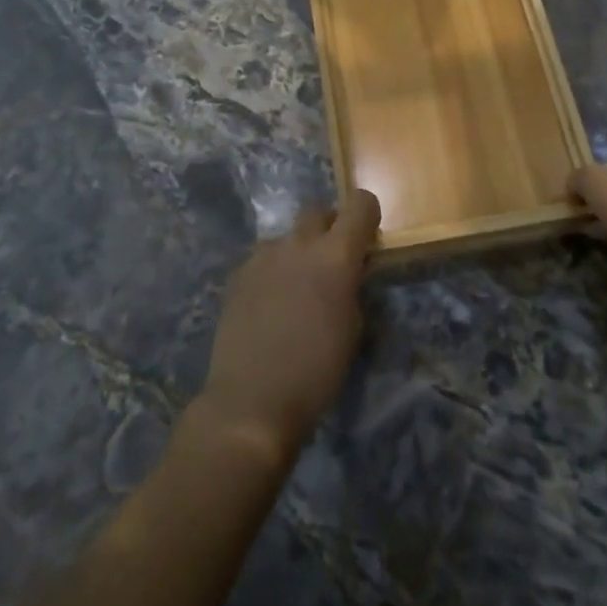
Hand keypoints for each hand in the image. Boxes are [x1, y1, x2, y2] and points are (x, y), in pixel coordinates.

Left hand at [196, 190, 380, 465]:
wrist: (251, 401)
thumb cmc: (316, 372)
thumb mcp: (353, 330)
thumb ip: (353, 288)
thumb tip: (350, 273)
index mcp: (335, 255)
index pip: (360, 205)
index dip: (367, 214)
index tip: (368, 235)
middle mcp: (299, 244)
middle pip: (317, 210)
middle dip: (329, 226)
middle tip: (332, 258)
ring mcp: (263, 256)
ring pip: (287, 236)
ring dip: (298, 250)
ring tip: (297, 286)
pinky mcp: (238, 274)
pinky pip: (263, 258)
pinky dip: (273, 270)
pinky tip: (270, 303)